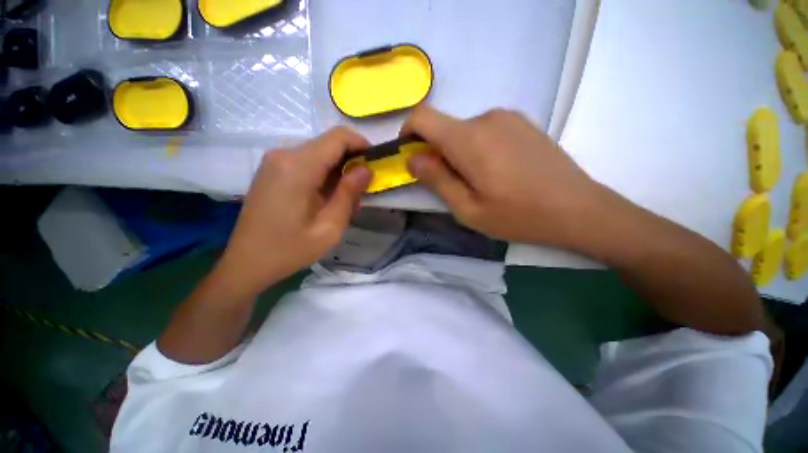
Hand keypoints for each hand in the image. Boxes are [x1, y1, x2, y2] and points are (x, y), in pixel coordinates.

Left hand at [210, 128, 370, 298]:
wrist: (247, 262)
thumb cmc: (290, 249)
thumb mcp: (329, 227)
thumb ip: (349, 193)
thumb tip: (366, 169)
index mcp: (298, 168)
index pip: (337, 137)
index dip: (361, 144)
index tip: (375, 162)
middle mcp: (284, 155)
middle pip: (328, 144)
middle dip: (351, 161)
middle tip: (361, 190)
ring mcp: (274, 161)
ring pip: (319, 153)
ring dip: (338, 171)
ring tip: (345, 200)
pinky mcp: (272, 170)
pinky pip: (306, 162)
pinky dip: (324, 174)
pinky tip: (326, 198)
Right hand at [402, 106, 604, 247]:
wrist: (578, 209)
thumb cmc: (518, 215)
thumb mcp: (468, 209)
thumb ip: (436, 180)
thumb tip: (412, 158)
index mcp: (468, 139)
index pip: (423, 117)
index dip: (408, 132)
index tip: (409, 155)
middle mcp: (486, 118)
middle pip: (444, 128)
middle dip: (437, 153)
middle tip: (452, 185)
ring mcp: (507, 117)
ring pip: (465, 131)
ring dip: (459, 153)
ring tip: (480, 182)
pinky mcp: (522, 123)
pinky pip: (486, 131)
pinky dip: (478, 148)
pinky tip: (498, 172)